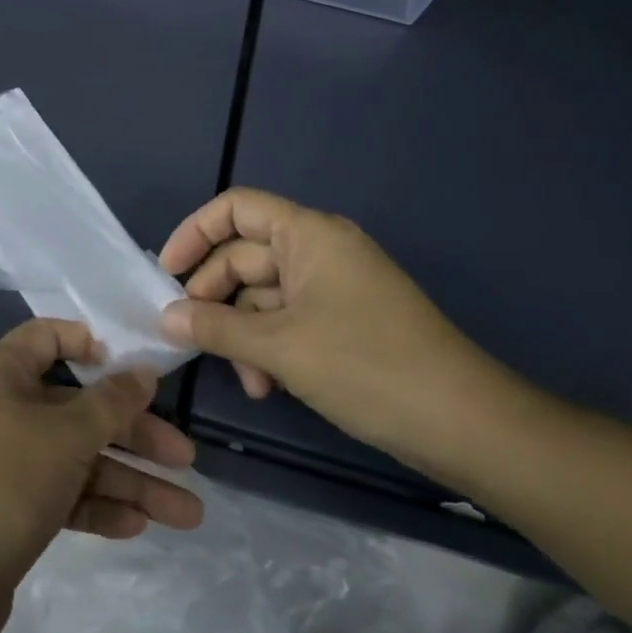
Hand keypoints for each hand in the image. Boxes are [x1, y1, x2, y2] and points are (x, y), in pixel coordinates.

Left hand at [0, 319, 203, 626]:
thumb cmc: (3, 480)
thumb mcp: (66, 434)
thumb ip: (111, 403)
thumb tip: (142, 372)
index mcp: (4, 376)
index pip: (46, 339)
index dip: (88, 344)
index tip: (132, 368)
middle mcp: (5, 412)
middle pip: (78, 408)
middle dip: (134, 432)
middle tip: (186, 458)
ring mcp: (8, 464)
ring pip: (79, 460)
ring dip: (130, 482)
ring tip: (188, 513)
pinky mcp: (12, 511)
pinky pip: (64, 497)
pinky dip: (99, 507)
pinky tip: (139, 525)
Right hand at [158, 188, 520, 470]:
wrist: (466, 423)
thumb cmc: (368, 367)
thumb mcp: (280, 347)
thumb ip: (215, 328)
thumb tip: (165, 318)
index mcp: (309, 234)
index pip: (235, 208)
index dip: (194, 233)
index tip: (166, 274)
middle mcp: (320, 251)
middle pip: (243, 256)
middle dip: (216, 300)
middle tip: (192, 339)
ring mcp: (334, 288)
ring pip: (263, 296)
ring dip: (242, 334)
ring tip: (246, 380)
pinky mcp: (344, 322)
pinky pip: (287, 320)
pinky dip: (269, 347)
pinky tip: (267, 386)